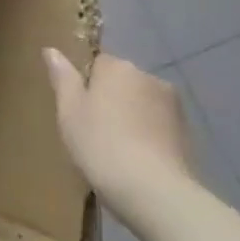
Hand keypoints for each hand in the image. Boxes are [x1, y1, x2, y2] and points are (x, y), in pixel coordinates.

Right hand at [43, 48, 196, 219]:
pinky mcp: (188, 133)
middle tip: (92, 128)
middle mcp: (150, 78)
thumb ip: (62, 77)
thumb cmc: (100, 143)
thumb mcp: (68, 109)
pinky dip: (146, 135)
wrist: (154, 191)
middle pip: (122, 82)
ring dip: (130, 116)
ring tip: (115, 147)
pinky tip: (136, 158)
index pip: (97, 63)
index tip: (77, 108)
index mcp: (119, 68)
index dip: (85, 84)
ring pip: (141, 104)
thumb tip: (51, 50)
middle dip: (109, 99)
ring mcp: (174, 106)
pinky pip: (157, 125)